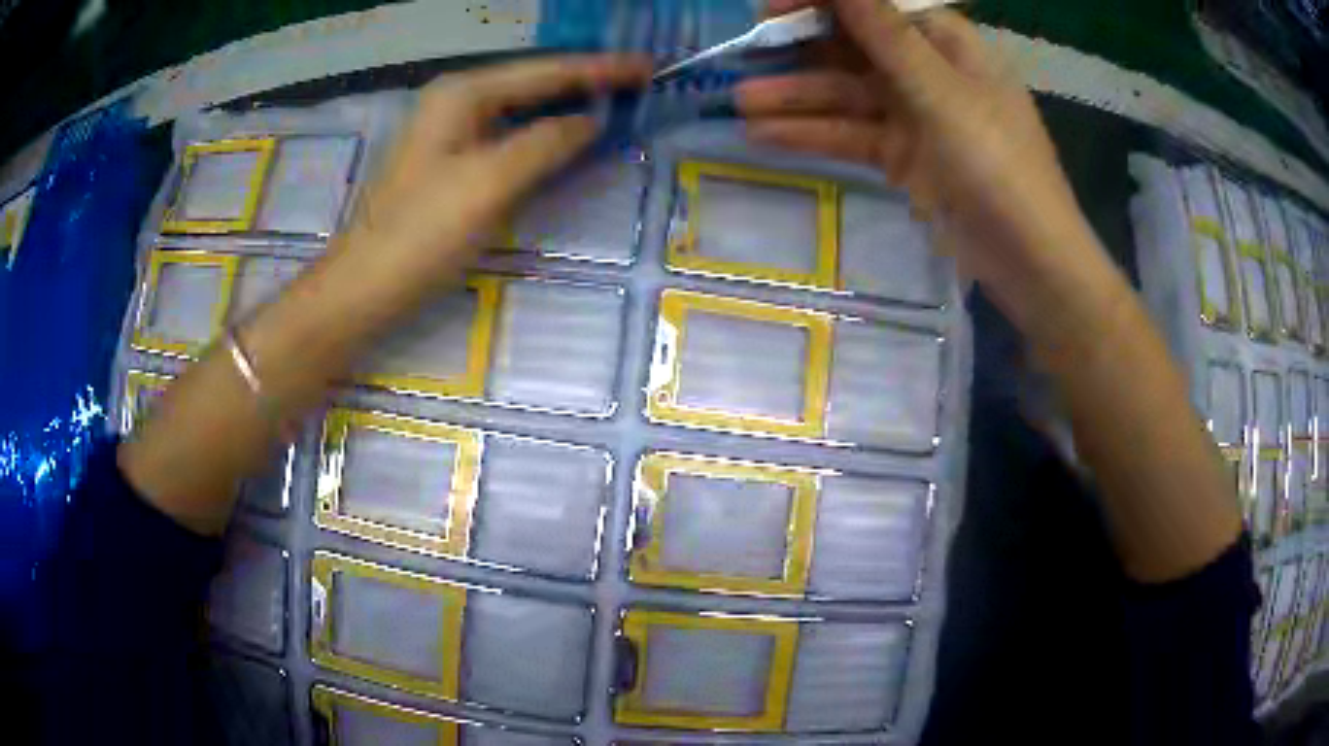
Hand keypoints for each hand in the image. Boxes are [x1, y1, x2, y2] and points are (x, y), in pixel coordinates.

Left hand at [336, 56, 649, 315]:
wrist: (364, 288)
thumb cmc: (422, 232)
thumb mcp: (491, 182)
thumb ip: (547, 142)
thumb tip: (591, 120)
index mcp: (463, 93)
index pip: (546, 71)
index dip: (600, 68)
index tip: (649, 66)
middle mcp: (456, 102)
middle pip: (534, 83)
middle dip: (586, 82)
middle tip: (641, 81)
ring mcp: (450, 133)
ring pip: (521, 110)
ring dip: (566, 107)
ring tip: (617, 102)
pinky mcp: (450, 165)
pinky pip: (508, 138)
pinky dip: (542, 136)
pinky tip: (566, 139)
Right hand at [737, 0, 1094, 315]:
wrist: (1028, 261)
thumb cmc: (998, 164)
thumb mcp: (940, 92)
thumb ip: (885, 33)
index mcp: (947, 44)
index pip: (875, 6)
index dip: (825, 1)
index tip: (771, 8)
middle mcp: (929, 72)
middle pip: (855, 47)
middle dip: (801, 49)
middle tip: (744, 53)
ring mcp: (917, 116)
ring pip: (848, 95)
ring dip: (797, 97)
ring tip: (740, 102)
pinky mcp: (906, 158)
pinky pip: (852, 135)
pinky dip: (813, 135)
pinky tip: (763, 136)